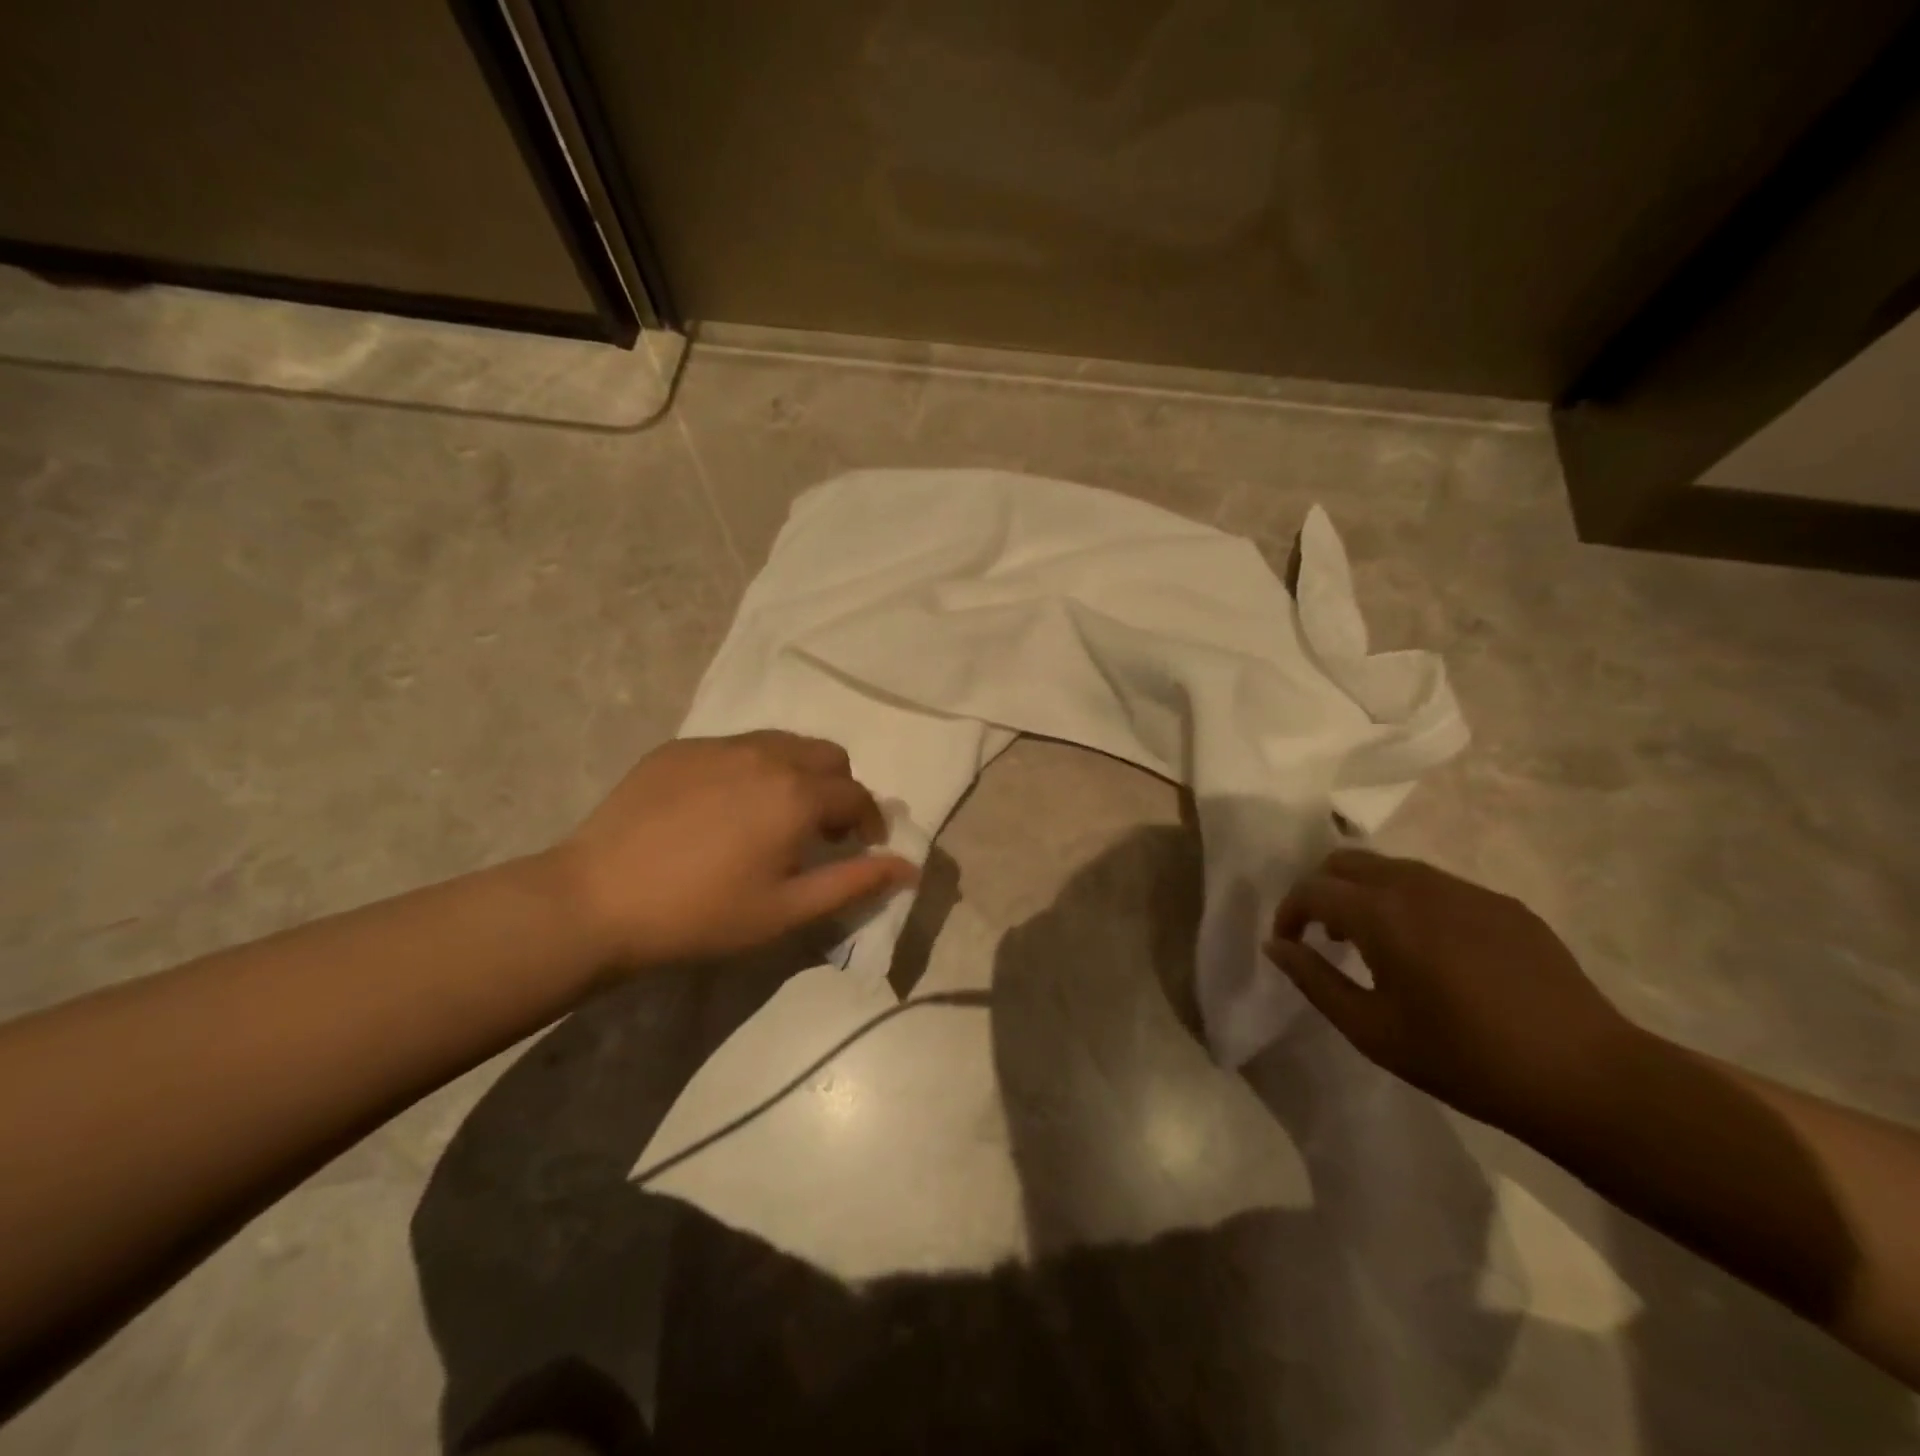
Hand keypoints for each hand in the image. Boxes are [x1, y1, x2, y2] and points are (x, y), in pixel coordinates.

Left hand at [554, 732, 915, 966]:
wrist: (597, 900)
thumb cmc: (702, 914)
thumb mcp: (787, 911)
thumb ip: (854, 883)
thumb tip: (908, 866)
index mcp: (798, 795)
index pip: (857, 795)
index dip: (870, 821)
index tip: (863, 846)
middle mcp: (767, 755)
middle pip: (827, 756)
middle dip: (839, 788)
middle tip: (821, 830)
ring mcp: (719, 745)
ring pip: (783, 743)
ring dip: (798, 772)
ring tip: (776, 814)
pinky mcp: (680, 747)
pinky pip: (736, 746)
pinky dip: (751, 768)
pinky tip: (723, 807)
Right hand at [1264, 849, 1639, 1135]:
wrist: (1586, 1077)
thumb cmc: (1464, 1059)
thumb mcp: (1372, 1030)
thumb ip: (1315, 980)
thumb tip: (1277, 946)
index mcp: (1382, 914)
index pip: (1313, 889)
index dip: (1288, 912)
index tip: (1288, 943)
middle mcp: (1419, 885)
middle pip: (1347, 860)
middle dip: (1322, 889)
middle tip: (1322, 934)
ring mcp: (1466, 890)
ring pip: (1393, 868)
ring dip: (1365, 892)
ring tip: (1372, 941)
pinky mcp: (1503, 904)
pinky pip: (1437, 885)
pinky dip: (1410, 902)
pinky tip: (1430, 950)